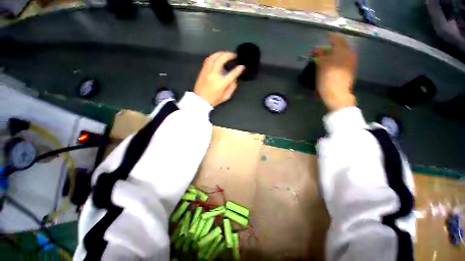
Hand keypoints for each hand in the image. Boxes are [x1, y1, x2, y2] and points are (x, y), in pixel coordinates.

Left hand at [194, 51, 244, 106]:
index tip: (242, 66)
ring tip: (226, 53)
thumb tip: (234, 80)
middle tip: (234, 55)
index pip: (232, 74)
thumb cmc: (214, 100)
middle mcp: (214, 75)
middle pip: (221, 60)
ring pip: (213, 57)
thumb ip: (232, 88)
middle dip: (229, 55)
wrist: (200, 100)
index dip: (238, 69)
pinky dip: (213, 56)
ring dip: (220, 53)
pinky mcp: (202, 71)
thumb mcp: (226, 97)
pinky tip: (217, 56)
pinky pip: (208, 60)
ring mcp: (207, 72)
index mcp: (221, 83)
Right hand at [315, 33, 356, 111]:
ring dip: (336, 52)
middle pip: (342, 45)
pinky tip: (333, 62)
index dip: (331, 36)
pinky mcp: (351, 69)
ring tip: (327, 56)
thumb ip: (320, 55)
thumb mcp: (321, 66)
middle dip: (333, 45)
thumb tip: (317, 48)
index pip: (337, 39)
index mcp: (342, 51)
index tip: (326, 35)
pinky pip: (345, 59)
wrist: (337, 94)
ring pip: (344, 52)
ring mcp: (351, 61)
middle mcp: (349, 54)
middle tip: (324, 49)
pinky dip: (339, 58)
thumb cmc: (327, 79)